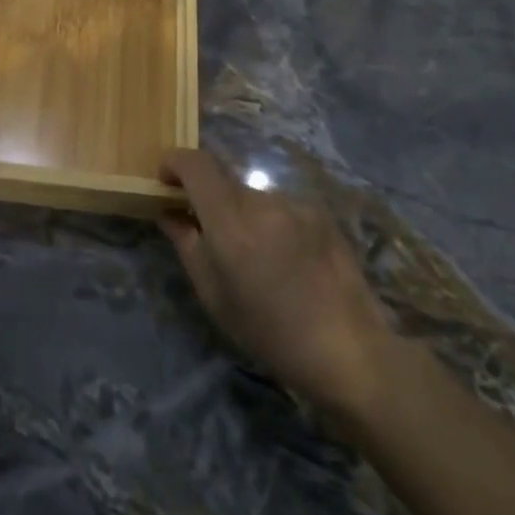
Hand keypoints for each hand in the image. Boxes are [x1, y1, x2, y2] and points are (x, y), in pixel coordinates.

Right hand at [159, 148, 399, 416]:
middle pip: (223, 181)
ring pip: (252, 196)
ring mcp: (297, 206)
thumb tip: (168, 213)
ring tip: (253, 256)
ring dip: (241, 213)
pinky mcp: (321, 215)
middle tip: (206, 233)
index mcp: (231, 221)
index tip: (166, 183)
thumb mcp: (212, 294)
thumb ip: (186, 243)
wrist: (348, 351)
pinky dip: (270, 222)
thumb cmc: (269, 332)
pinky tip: (285, 260)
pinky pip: (281, 208)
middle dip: (207, 198)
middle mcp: (263, 202)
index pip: (196, 164)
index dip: (175, 163)